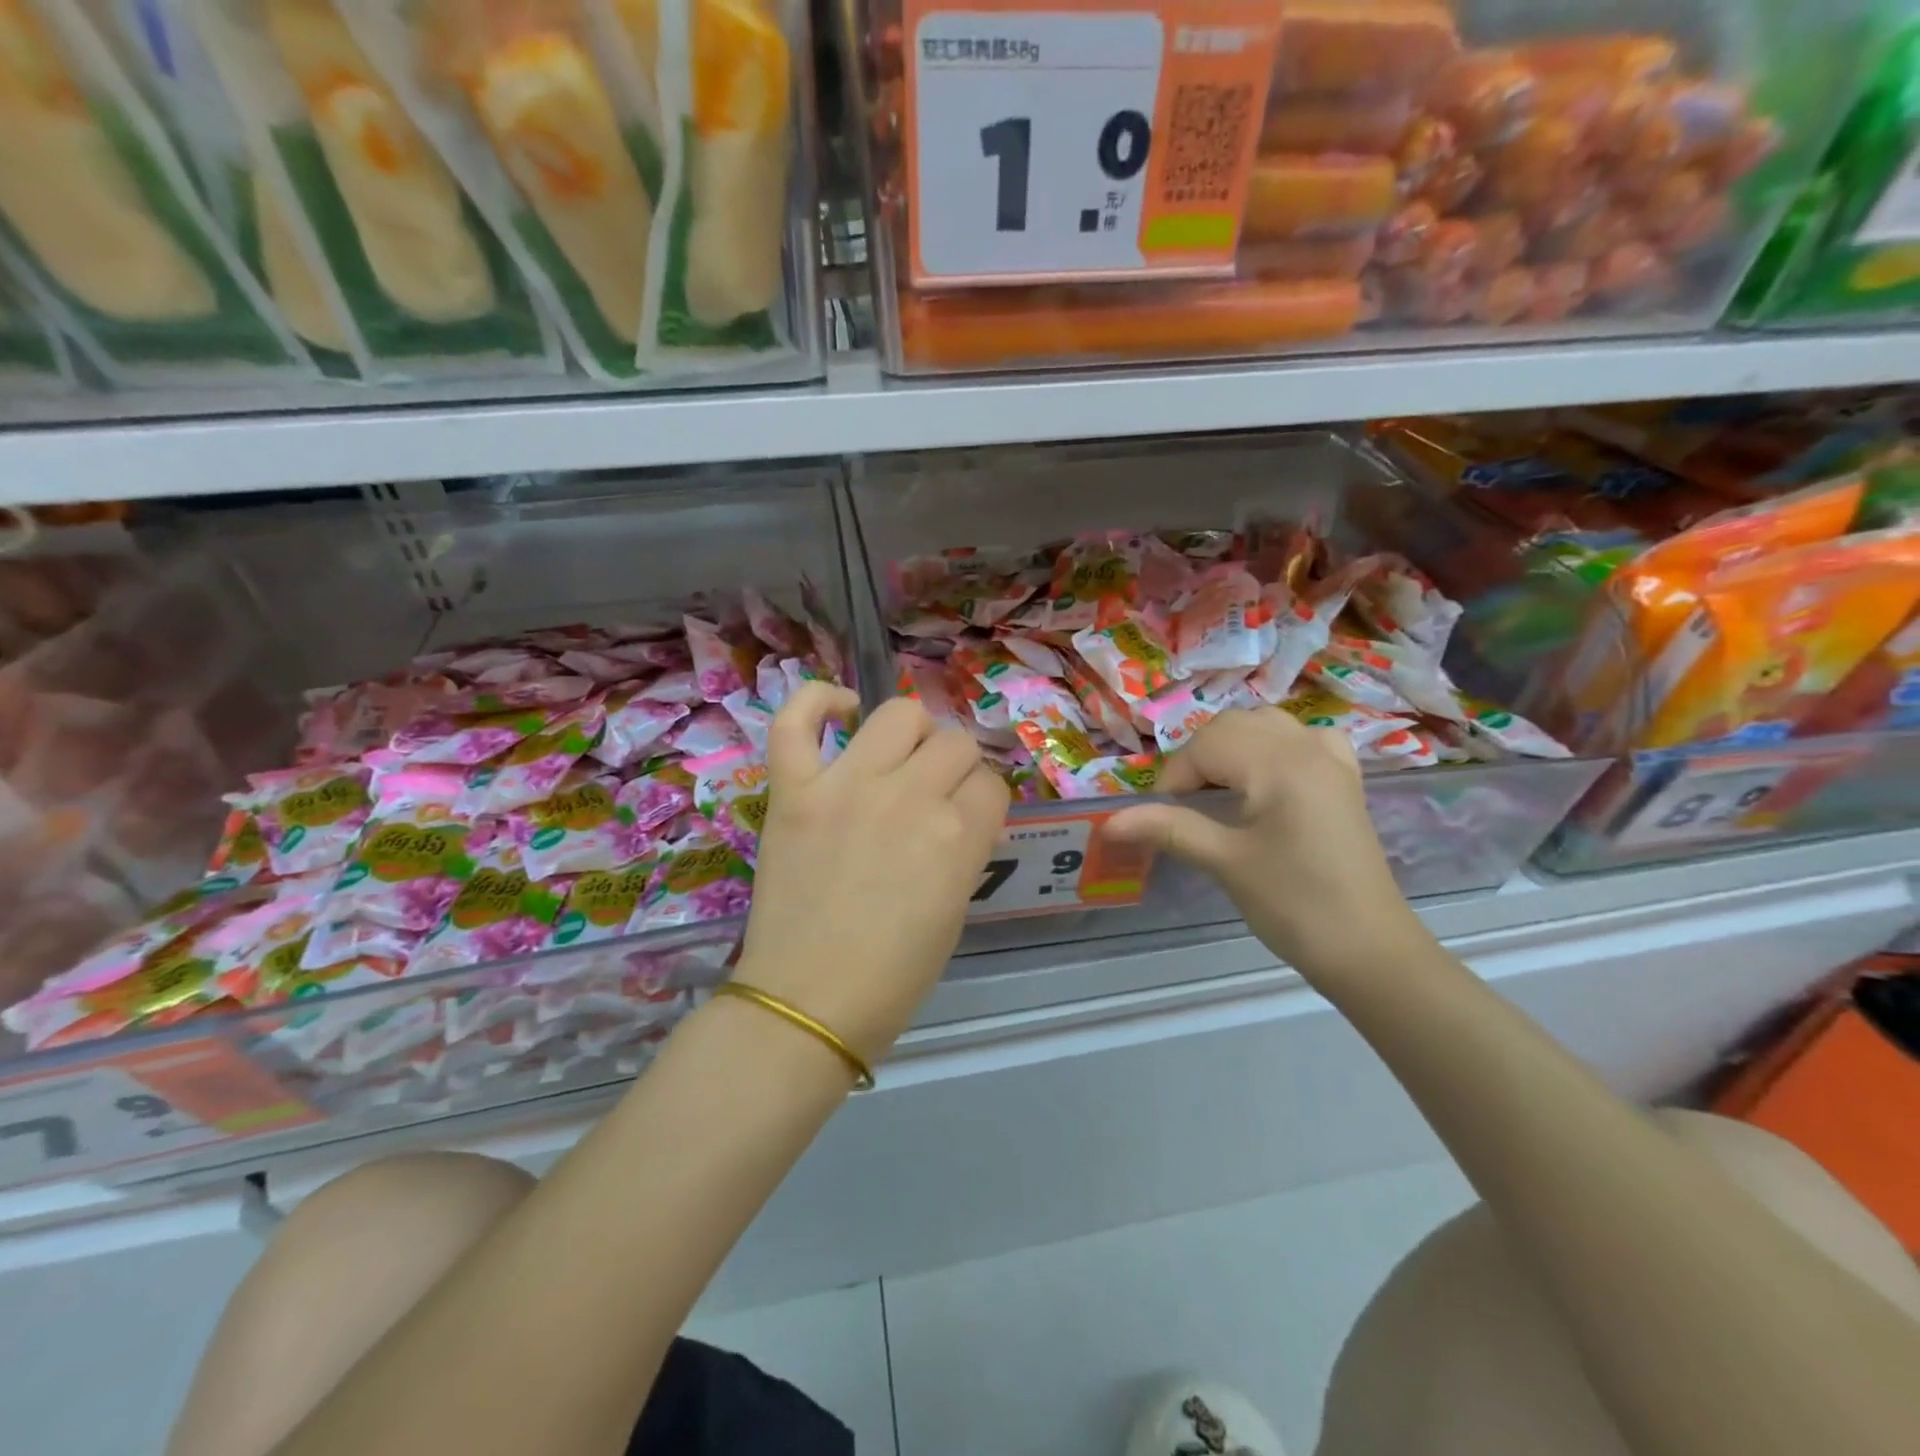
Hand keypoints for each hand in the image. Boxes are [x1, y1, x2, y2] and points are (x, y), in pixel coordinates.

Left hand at [737, 684, 1009, 1062]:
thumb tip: (960, 814)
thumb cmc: (892, 977)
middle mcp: (908, 796)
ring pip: (898, 714)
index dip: (983, 802)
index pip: (991, 784)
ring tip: (898, 760)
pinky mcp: (793, 790)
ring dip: (911, 734)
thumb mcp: (954, 912)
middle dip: (955, 770)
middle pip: (954, 742)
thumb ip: (964, 850)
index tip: (968, 821)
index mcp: (957, 836)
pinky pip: (797, 721)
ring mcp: (845, 786)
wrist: (807, 1003)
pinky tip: (840, 712)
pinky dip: (817, 703)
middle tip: (934, 797)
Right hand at [1104, 709, 1424, 981]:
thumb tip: (1109, 822)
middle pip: (1232, 725)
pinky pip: (1303, 739)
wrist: (1368, 949)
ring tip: (1219, 789)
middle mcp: (1306, 747)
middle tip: (1185, 806)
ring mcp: (1331, 760)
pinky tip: (1268, 776)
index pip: (1205, 746)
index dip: (1173, 778)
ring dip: (1232, 746)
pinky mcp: (1344, 780)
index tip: (1162, 817)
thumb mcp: (1225, 863)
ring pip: (1266, 724)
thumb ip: (1167, 830)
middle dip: (1198, 759)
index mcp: (1279, 764)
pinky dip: (1275, 746)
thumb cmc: (1293, 905)